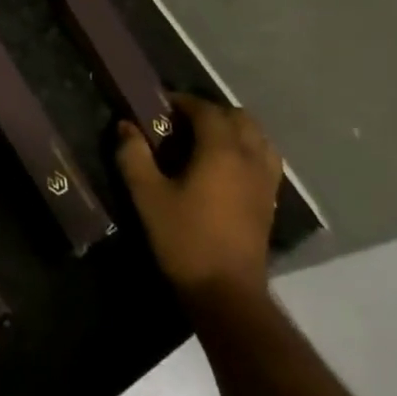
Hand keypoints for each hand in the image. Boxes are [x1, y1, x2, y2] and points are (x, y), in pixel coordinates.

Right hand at [116, 93, 282, 298]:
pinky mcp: (270, 201)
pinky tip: (225, 167)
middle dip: (210, 112)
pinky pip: (264, 159)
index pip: (206, 110)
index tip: (160, 106)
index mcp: (221, 150)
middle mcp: (249, 158)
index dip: (183, 102)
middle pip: (238, 117)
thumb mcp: (147, 196)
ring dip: (233, 129)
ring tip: (205, 141)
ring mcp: (265, 180)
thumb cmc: (184, 239)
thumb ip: (134, 156)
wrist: (226, 293)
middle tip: (181, 123)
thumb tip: (126, 126)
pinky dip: (247, 150)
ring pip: (257, 137)